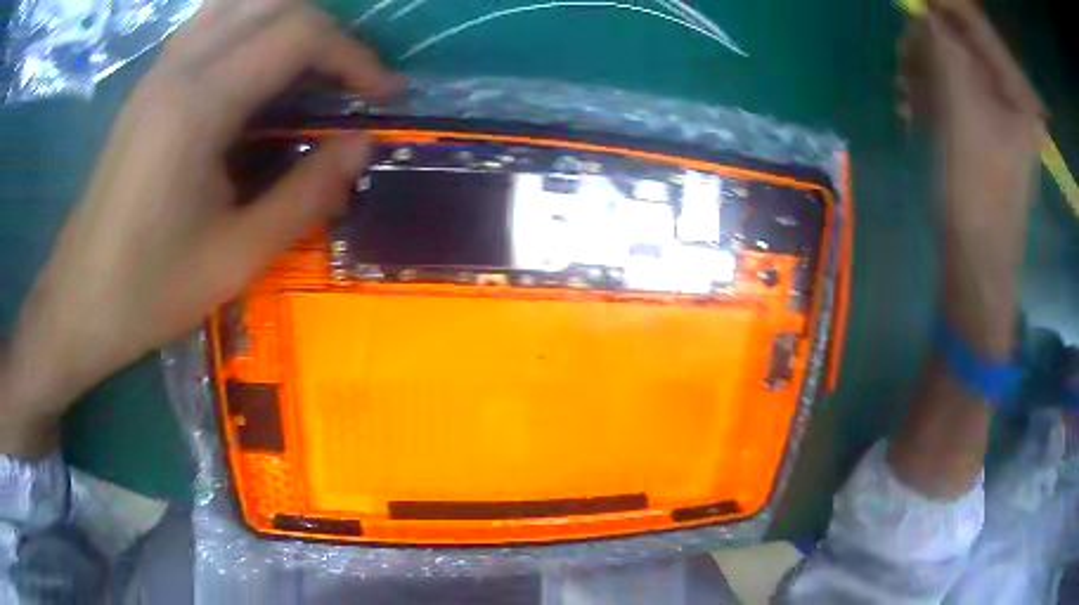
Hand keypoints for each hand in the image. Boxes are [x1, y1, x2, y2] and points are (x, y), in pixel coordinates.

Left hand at [0, 0, 401, 457]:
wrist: (77, 303)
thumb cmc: (149, 291)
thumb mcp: (237, 257)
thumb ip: (306, 194)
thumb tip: (362, 146)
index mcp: (198, 104)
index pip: (299, 34)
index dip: (354, 56)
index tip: (381, 96)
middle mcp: (179, 66)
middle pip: (276, 2)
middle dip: (328, 32)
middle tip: (347, 82)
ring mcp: (159, 70)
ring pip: (241, 2)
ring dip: (288, 21)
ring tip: (309, 68)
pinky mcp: (149, 84)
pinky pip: (212, 23)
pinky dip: (251, 28)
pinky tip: (257, 71)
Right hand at [888, 1, 1042, 499]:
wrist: (977, 263)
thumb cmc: (976, 194)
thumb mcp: (961, 114)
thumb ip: (945, 50)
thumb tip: (926, 12)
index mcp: (1019, 92)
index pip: (976, 23)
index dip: (942, 5)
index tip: (911, 4)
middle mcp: (1013, 95)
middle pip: (966, 40)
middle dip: (931, 42)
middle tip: (905, 61)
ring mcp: (1001, 111)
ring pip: (956, 62)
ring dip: (926, 67)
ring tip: (907, 93)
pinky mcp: (986, 125)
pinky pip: (955, 86)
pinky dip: (932, 88)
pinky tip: (917, 107)